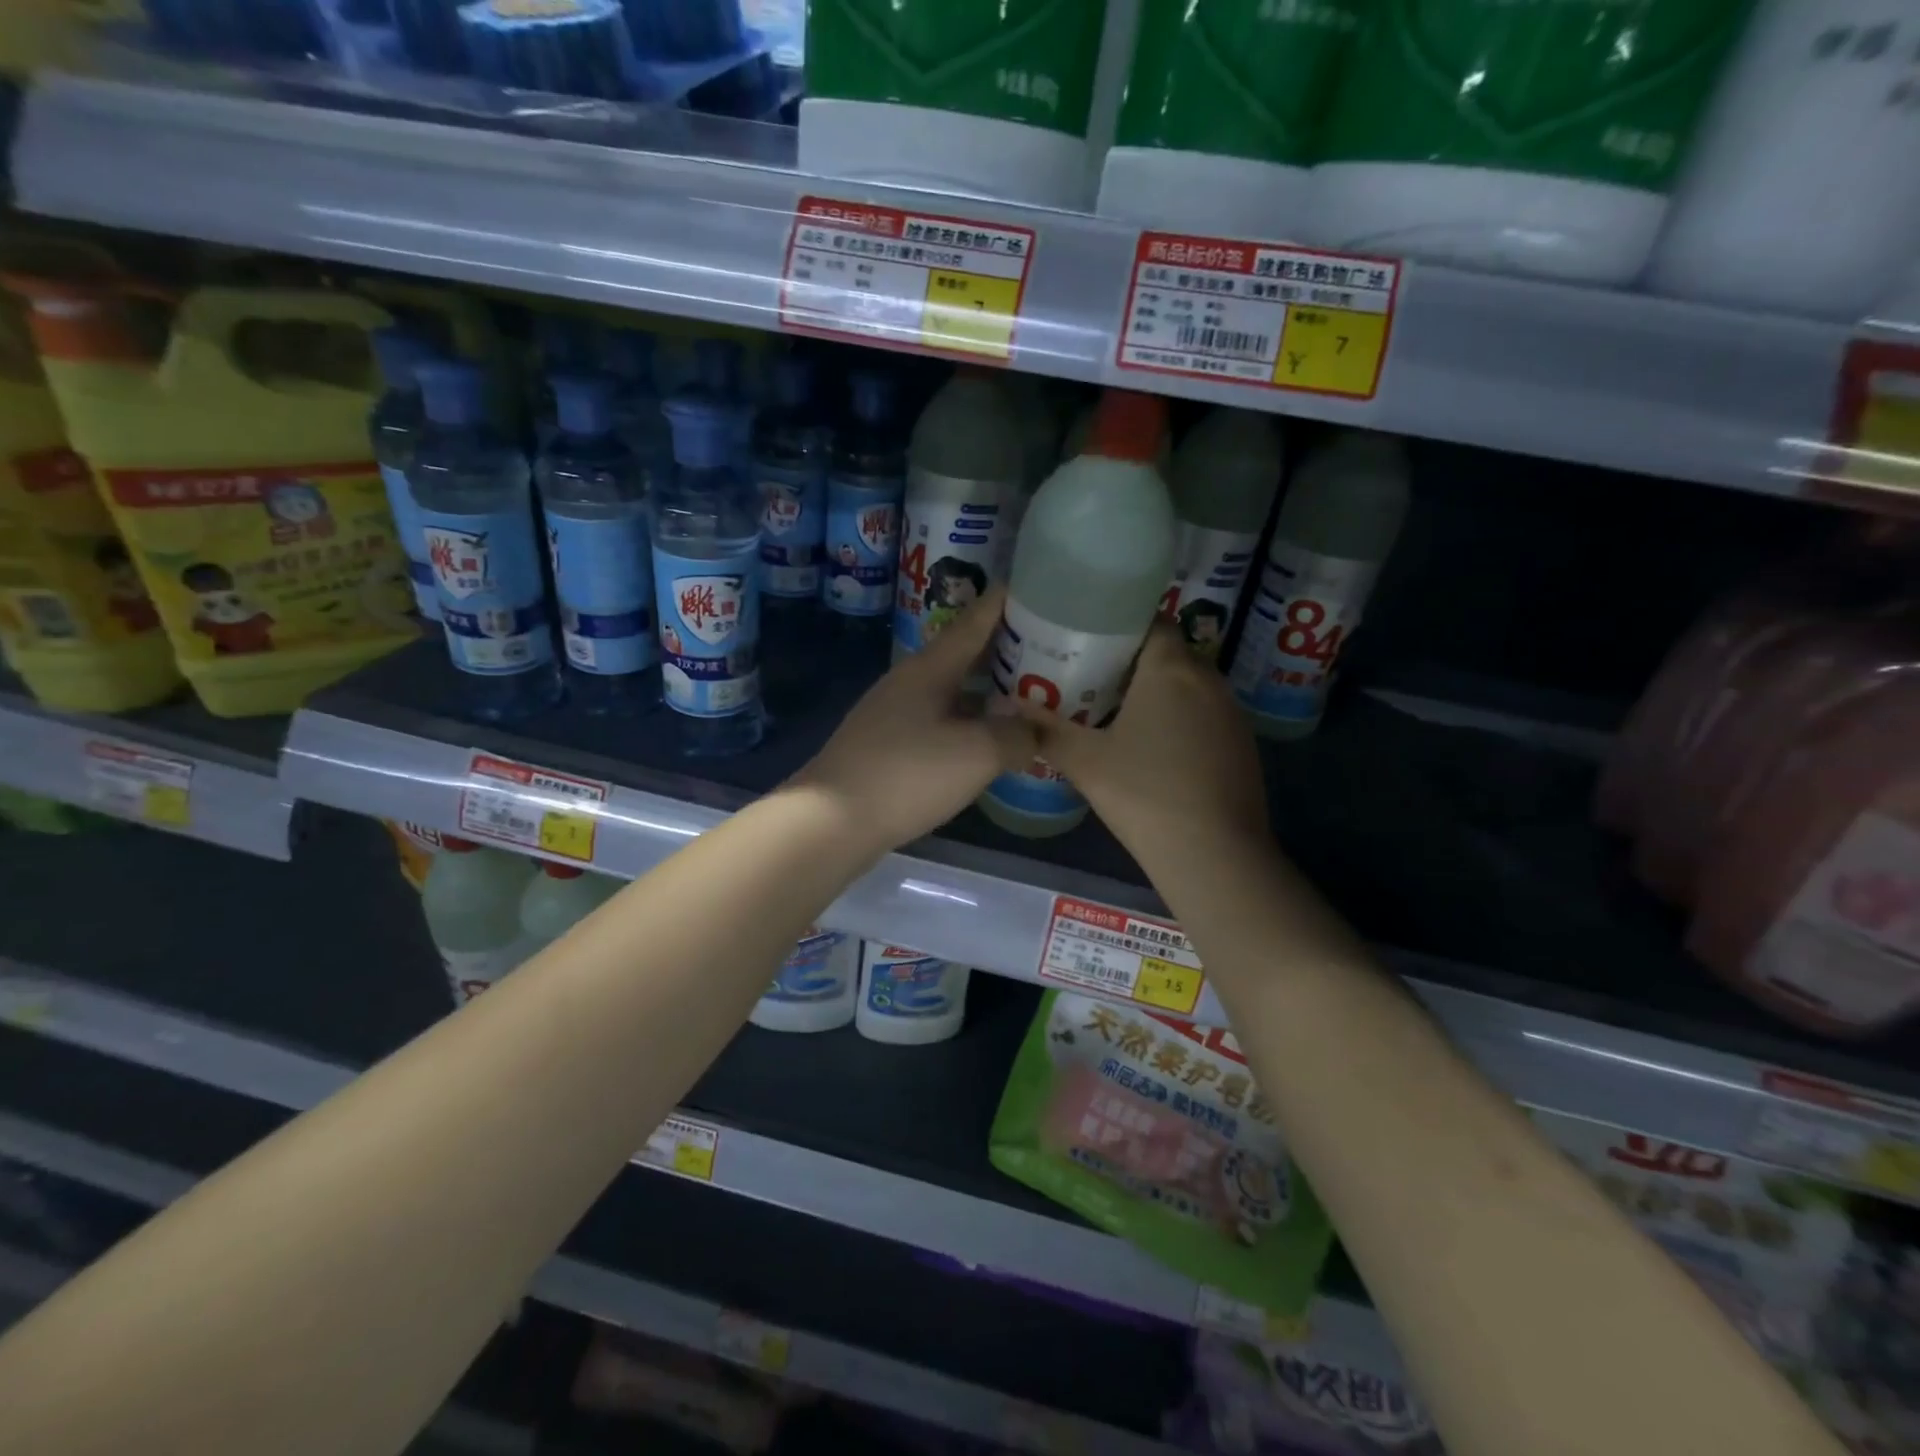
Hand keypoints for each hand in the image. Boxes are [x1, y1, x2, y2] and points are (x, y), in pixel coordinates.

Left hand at [792, 588, 1037, 854]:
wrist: (833, 821)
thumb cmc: (908, 774)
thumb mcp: (977, 753)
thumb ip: (1017, 735)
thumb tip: (1036, 730)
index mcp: (931, 668)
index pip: (975, 621)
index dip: (1007, 603)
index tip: (1038, 587)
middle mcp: (910, 681)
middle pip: (965, 654)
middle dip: (1006, 650)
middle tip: (1050, 649)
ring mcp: (895, 713)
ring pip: (952, 690)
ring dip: (988, 689)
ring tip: (1027, 695)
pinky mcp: (888, 745)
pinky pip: (940, 720)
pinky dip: (969, 721)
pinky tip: (987, 739)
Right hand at [1007, 622, 1269, 867]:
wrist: (1214, 855)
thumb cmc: (1144, 795)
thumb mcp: (1085, 762)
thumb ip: (1046, 729)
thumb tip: (1008, 706)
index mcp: (1171, 669)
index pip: (1150, 621)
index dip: (1118, 627)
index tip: (1087, 642)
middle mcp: (1208, 678)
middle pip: (1168, 652)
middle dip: (1132, 662)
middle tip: (1091, 679)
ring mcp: (1231, 712)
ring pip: (1188, 684)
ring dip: (1158, 691)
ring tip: (1118, 712)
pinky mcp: (1242, 744)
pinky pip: (1205, 713)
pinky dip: (1180, 717)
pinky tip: (1155, 749)